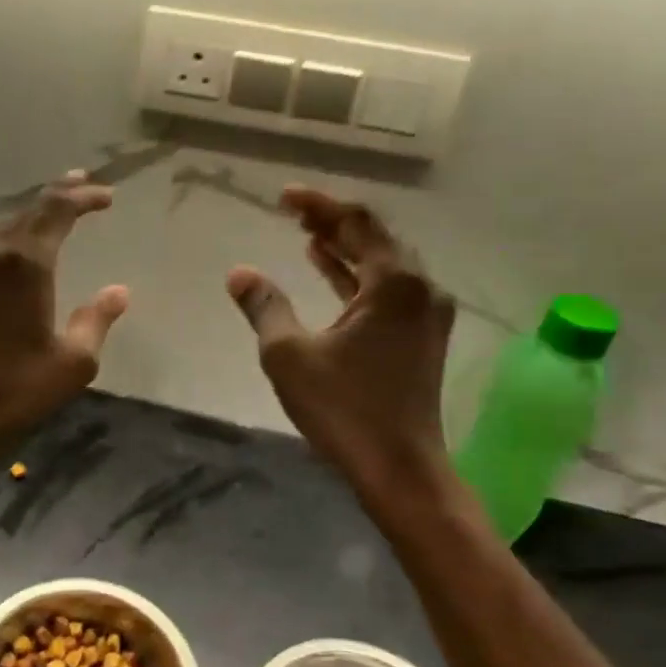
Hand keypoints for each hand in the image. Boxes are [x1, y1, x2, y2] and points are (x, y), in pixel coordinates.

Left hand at [0, 170, 128, 466]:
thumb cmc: (13, 390)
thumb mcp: (72, 362)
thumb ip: (96, 320)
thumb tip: (118, 291)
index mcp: (25, 262)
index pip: (57, 209)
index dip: (84, 196)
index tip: (108, 195)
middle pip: (32, 209)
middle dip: (61, 194)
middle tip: (86, 184)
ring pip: (11, 224)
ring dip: (39, 214)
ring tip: (64, 206)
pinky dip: (20, 233)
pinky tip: (30, 243)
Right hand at [228, 186, 454, 491]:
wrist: (400, 468)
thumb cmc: (345, 409)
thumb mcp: (289, 355)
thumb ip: (265, 306)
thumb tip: (239, 273)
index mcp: (394, 283)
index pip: (357, 223)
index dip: (319, 205)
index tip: (284, 197)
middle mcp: (420, 289)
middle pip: (376, 238)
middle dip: (333, 222)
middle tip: (292, 213)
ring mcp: (426, 314)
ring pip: (383, 264)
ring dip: (345, 248)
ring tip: (307, 235)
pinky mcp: (421, 337)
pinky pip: (388, 289)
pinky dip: (357, 277)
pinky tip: (329, 272)